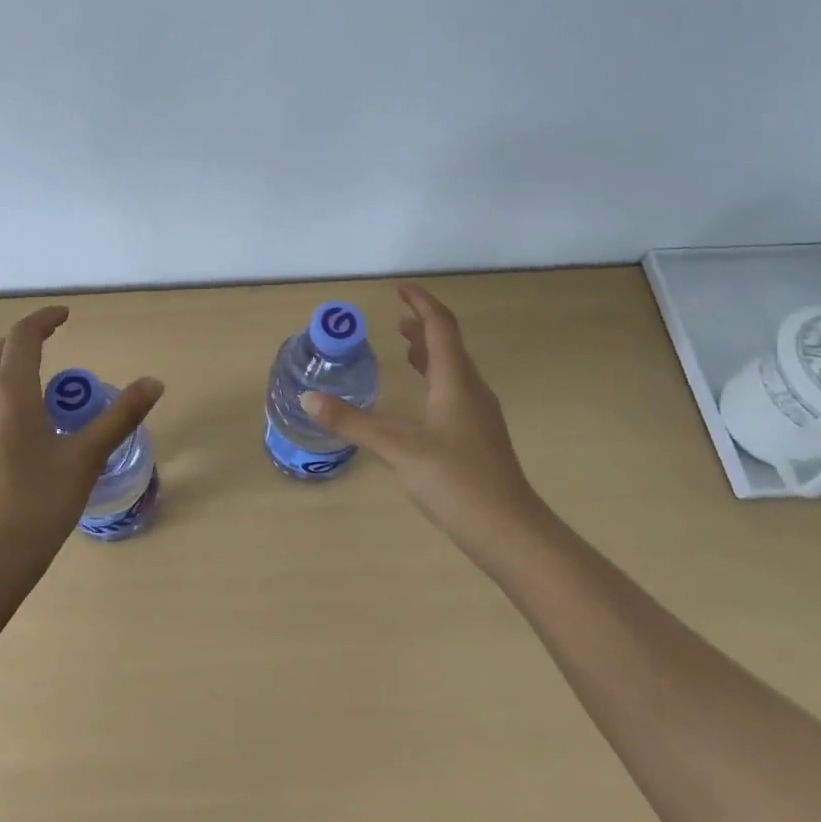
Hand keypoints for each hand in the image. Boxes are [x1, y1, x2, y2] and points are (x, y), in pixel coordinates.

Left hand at [0, 305, 163, 589]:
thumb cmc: (35, 505)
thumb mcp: (85, 459)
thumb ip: (120, 418)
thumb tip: (154, 383)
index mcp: (9, 393)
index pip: (23, 336)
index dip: (44, 319)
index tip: (66, 315)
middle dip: (25, 340)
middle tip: (54, 342)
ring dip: (9, 368)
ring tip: (41, 384)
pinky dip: (0, 395)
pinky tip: (22, 428)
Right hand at [305, 285, 544, 558]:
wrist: (510, 532)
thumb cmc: (457, 481)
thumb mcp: (398, 449)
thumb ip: (353, 423)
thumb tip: (310, 399)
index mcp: (456, 381)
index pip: (440, 327)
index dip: (421, 303)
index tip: (400, 290)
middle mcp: (472, 390)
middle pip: (449, 345)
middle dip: (423, 326)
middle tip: (396, 318)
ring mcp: (479, 415)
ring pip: (454, 369)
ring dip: (430, 352)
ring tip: (405, 347)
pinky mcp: (479, 437)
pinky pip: (455, 391)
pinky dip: (435, 378)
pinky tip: (421, 400)